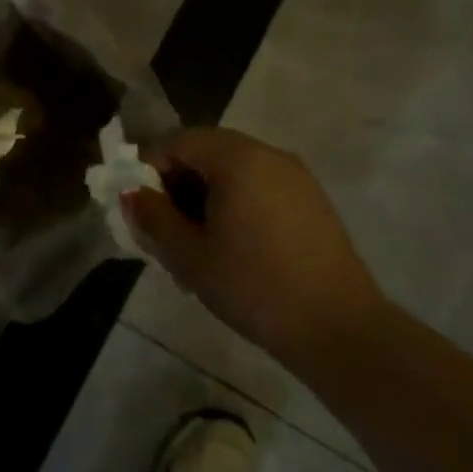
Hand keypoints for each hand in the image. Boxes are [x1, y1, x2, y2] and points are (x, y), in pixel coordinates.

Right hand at [124, 127, 388, 363]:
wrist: (340, 330)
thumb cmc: (254, 286)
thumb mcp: (189, 256)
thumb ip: (153, 218)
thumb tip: (132, 195)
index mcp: (236, 157)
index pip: (177, 141)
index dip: (150, 169)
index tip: (142, 210)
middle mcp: (268, 154)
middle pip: (206, 152)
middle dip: (178, 185)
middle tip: (166, 231)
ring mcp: (296, 177)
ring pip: (234, 172)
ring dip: (206, 198)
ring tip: (197, 246)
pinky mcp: (312, 201)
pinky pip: (260, 187)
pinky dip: (236, 205)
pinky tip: (234, 249)